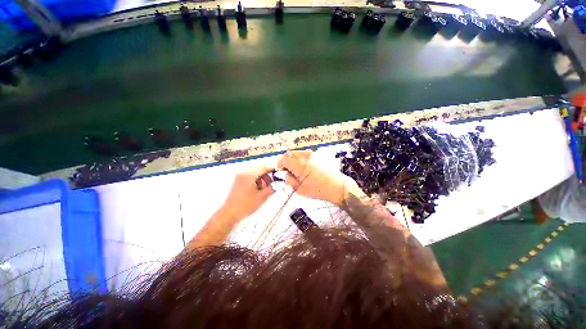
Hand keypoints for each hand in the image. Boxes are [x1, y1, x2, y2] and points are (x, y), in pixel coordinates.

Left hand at [221, 164, 275, 221]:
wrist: (230, 214)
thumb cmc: (246, 205)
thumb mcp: (263, 196)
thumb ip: (272, 187)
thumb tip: (279, 181)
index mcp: (249, 174)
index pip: (265, 166)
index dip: (274, 169)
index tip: (281, 174)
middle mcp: (244, 171)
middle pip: (260, 168)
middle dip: (268, 174)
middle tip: (273, 183)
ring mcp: (240, 175)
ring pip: (256, 171)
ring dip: (263, 177)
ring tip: (266, 188)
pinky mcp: (239, 179)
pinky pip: (251, 175)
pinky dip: (257, 180)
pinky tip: (259, 189)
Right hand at [277, 150, 361, 205]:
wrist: (337, 186)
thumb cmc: (318, 190)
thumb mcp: (300, 189)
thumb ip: (290, 180)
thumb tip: (285, 173)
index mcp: (301, 166)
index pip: (285, 159)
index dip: (279, 164)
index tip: (279, 169)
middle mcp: (306, 157)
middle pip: (290, 153)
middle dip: (285, 160)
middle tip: (285, 169)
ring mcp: (312, 154)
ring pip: (297, 153)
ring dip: (293, 159)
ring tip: (294, 169)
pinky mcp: (317, 155)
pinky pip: (304, 154)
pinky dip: (300, 158)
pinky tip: (303, 167)